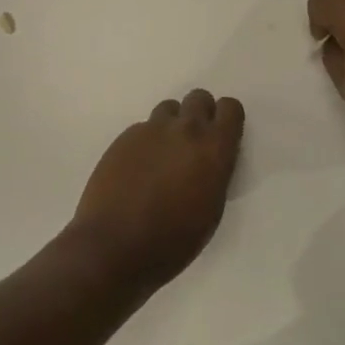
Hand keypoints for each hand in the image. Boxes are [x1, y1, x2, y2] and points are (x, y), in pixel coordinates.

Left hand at [67, 89, 245, 290]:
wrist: (114, 246)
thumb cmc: (172, 241)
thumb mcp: (211, 210)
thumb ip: (214, 172)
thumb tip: (208, 160)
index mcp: (213, 148)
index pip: (231, 108)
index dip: (227, 120)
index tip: (221, 138)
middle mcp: (185, 129)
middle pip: (199, 98)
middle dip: (199, 115)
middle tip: (192, 145)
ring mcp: (151, 129)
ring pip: (169, 109)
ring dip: (171, 126)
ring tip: (163, 157)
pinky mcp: (124, 136)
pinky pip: (143, 128)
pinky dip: (146, 142)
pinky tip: (137, 170)